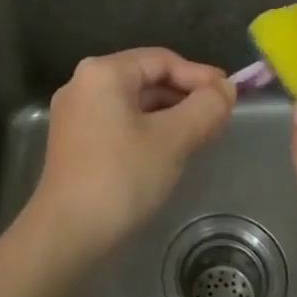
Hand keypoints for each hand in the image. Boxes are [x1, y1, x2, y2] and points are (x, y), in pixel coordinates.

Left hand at [30, 48, 235, 257]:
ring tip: (201, 134)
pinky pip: (120, 122)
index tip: (230, 95)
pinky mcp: (75, 141)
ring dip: (170, 114)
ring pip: (134, 102)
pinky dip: (149, 129)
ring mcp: (75, 114)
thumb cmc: (121, 178)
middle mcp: (84, 84)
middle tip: (219, 117)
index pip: (162, 60)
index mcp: (103, 73)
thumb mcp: (173, 140)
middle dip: (185, 95)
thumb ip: (205, 108)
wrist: (66, 236)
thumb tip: (227, 88)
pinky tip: (170, 150)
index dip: (200, 75)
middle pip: (147, 78)